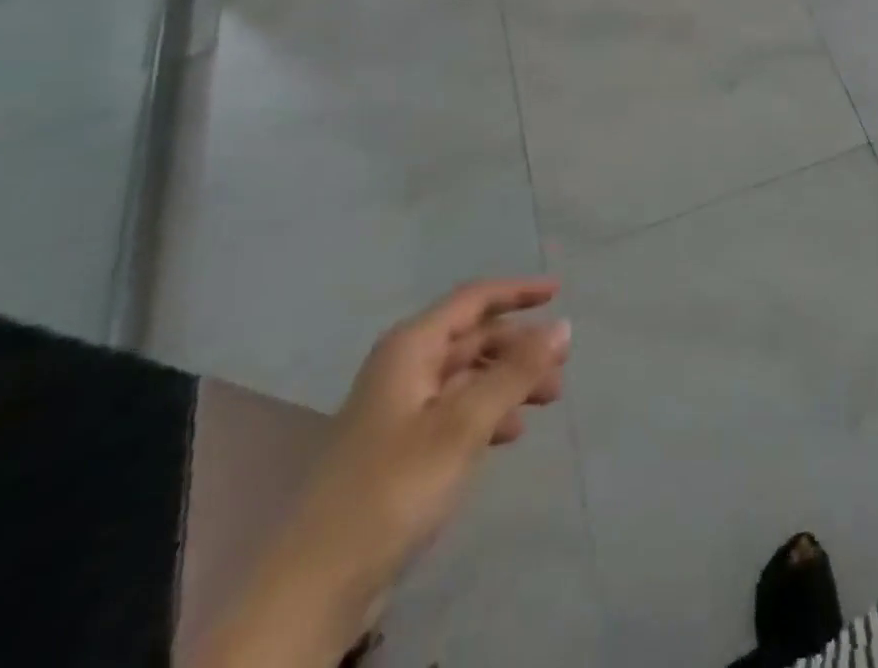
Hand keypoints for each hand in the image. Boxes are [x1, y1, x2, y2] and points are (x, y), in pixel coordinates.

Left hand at [287, 278, 572, 594]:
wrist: (314, 587)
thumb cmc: (394, 486)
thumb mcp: (464, 424)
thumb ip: (516, 372)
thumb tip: (563, 326)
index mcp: (411, 347)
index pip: (474, 300)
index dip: (518, 292)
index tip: (560, 292)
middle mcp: (405, 367)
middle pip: (474, 338)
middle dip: (520, 346)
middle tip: (563, 365)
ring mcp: (400, 409)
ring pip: (468, 376)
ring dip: (510, 381)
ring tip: (549, 399)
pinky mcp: (400, 448)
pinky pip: (456, 411)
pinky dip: (488, 412)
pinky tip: (511, 433)